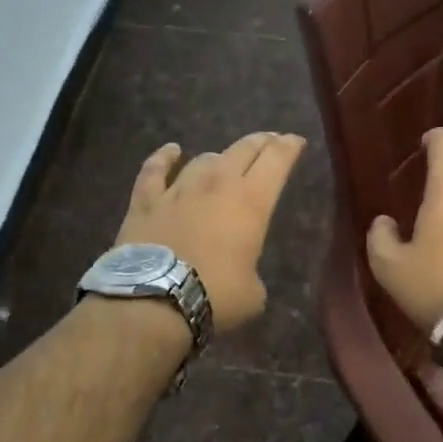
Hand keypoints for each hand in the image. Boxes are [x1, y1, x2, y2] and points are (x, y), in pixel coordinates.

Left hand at [116, 132, 306, 332]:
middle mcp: (217, 184)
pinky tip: (171, 150)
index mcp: (251, 202)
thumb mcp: (253, 293)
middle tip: (270, 141)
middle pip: (243, 149)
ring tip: (225, 160)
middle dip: (261, 142)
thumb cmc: (215, 296)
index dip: (289, 147)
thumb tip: (241, 274)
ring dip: (219, 158)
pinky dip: (164, 157)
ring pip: (204, 159)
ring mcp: (179, 189)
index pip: (277, 160)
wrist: (154, 300)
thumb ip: (252, 273)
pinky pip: (154, 169)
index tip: (296, 141)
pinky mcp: (146, 200)